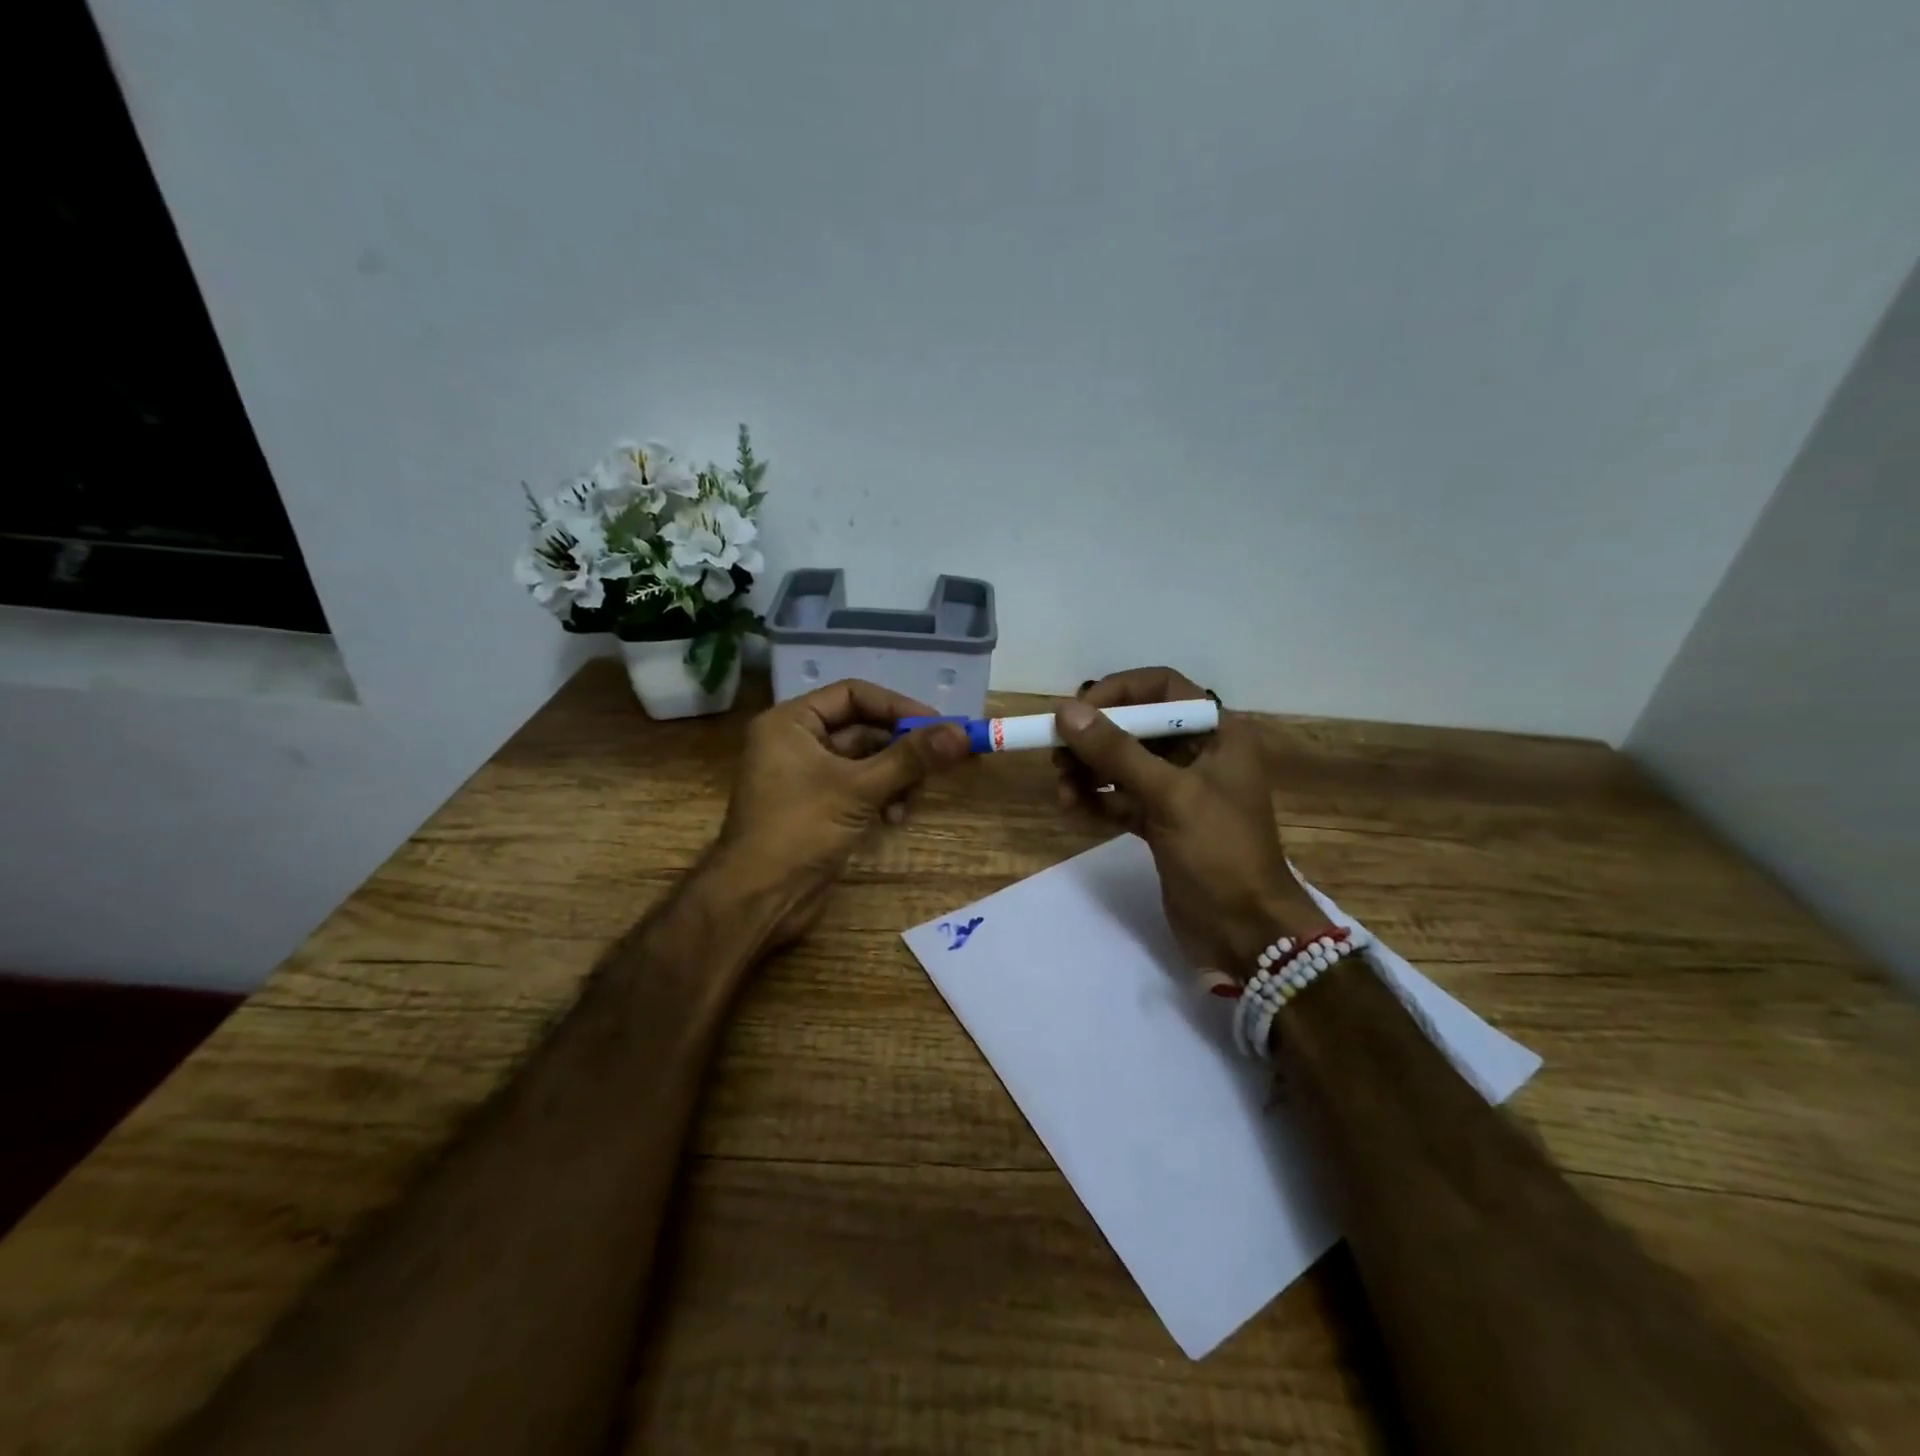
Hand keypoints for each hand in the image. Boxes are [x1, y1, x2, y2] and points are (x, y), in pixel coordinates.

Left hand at [716, 679, 969, 948]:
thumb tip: (962, 733)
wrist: (758, 900)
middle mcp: (797, 742)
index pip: (853, 694)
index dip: (896, 706)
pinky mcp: (820, 807)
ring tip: (912, 797)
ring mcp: (808, 777)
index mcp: (791, 723)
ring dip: (896, 776)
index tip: (938, 724)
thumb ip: (910, 758)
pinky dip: (882, 796)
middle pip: (863, 728)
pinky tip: (895, 817)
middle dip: (901, 747)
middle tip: (941, 761)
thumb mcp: (858, 789)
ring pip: (866, 761)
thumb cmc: (799, 830)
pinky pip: (860, 787)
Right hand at [1052, 667, 1324, 978]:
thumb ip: (1117, 752)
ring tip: (1062, 791)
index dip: (1118, 692)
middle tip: (1057, 757)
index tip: (1077, 712)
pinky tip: (1072, 809)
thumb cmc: (1220, 853)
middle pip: (1135, 726)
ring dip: (1088, 772)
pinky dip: (1096, 801)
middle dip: (1094, 739)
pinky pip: (1120, 799)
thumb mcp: (1170, 796)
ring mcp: (1178, 791)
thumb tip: (1065, 711)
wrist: (1246, 934)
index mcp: (1218, 733)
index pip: (1162, 688)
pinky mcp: (1162, 824)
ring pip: (1123, 764)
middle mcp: (1198, 754)